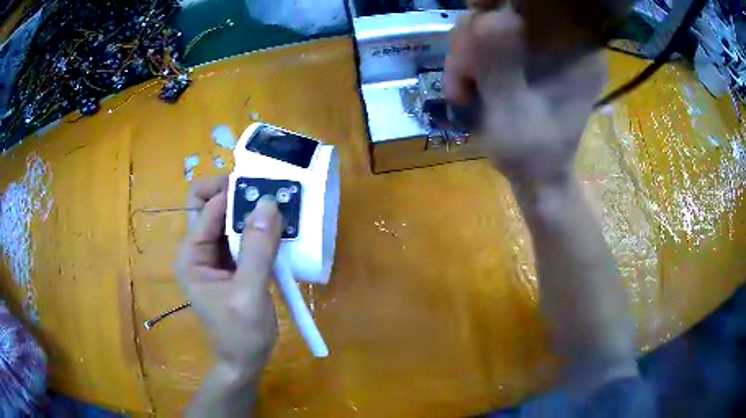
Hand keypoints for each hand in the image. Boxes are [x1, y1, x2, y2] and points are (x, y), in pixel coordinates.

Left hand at [176, 176, 282, 373]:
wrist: (244, 362)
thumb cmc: (240, 334)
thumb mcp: (249, 294)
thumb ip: (258, 250)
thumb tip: (268, 203)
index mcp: (192, 255)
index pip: (207, 209)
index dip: (233, 194)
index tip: (266, 188)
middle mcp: (199, 249)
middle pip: (211, 205)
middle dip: (237, 194)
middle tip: (268, 192)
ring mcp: (215, 256)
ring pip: (229, 218)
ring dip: (252, 210)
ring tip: (280, 206)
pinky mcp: (232, 263)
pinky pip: (243, 235)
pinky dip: (260, 228)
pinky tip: (279, 229)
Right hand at [444, 6, 604, 184]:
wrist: (536, 179)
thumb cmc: (532, 155)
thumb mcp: (513, 113)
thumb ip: (500, 66)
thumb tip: (488, 15)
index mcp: (578, 52)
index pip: (538, 6)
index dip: (498, 8)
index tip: (472, 32)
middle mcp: (562, 41)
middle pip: (506, 10)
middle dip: (473, 42)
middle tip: (461, 80)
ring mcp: (542, 47)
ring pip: (490, 23)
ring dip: (465, 56)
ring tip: (461, 94)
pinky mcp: (525, 55)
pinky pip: (487, 40)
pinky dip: (469, 62)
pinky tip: (466, 89)